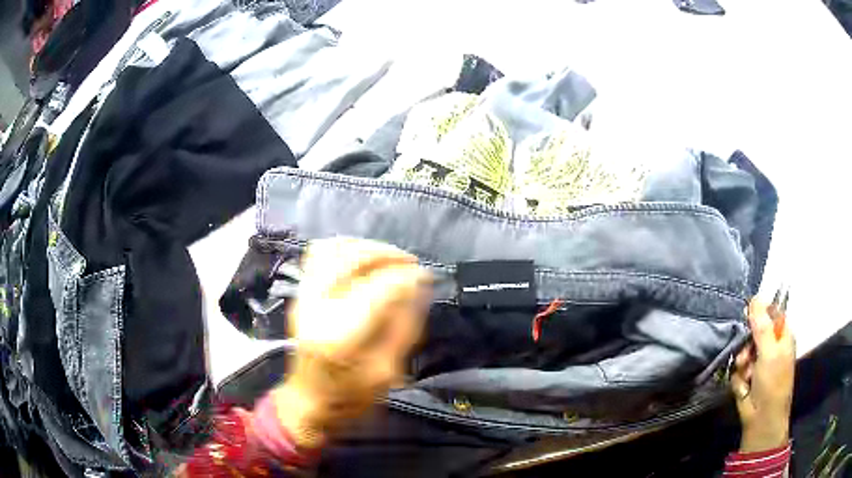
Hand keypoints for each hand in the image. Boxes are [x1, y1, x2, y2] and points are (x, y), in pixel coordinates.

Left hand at [273, 238, 430, 448]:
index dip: (407, 277)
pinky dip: (343, 248)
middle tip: (411, 263)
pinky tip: (362, 258)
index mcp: (341, 335)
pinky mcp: (300, 294)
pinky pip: (318, 255)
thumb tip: (419, 288)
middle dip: (388, 255)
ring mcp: (304, 297)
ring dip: (366, 247)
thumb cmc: (350, 397)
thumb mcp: (388, 371)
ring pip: (333, 250)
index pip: (379, 288)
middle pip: (353, 259)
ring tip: (389, 257)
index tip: (426, 276)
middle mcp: (317, 308)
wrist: (308, 401)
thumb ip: (405, 326)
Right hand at [730, 299, 795, 452]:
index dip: (758, 313)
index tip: (747, 316)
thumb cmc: (772, 382)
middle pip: (753, 332)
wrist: (762, 419)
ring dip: (742, 364)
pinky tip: (744, 387)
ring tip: (746, 375)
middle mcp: (771, 346)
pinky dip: (739, 378)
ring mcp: (759, 363)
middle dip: (747, 345)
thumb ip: (761, 326)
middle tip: (746, 356)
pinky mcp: (747, 378)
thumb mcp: (769, 352)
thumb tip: (755, 298)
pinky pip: (738, 370)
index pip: (770, 313)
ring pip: (743, 351)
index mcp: (782, 336)